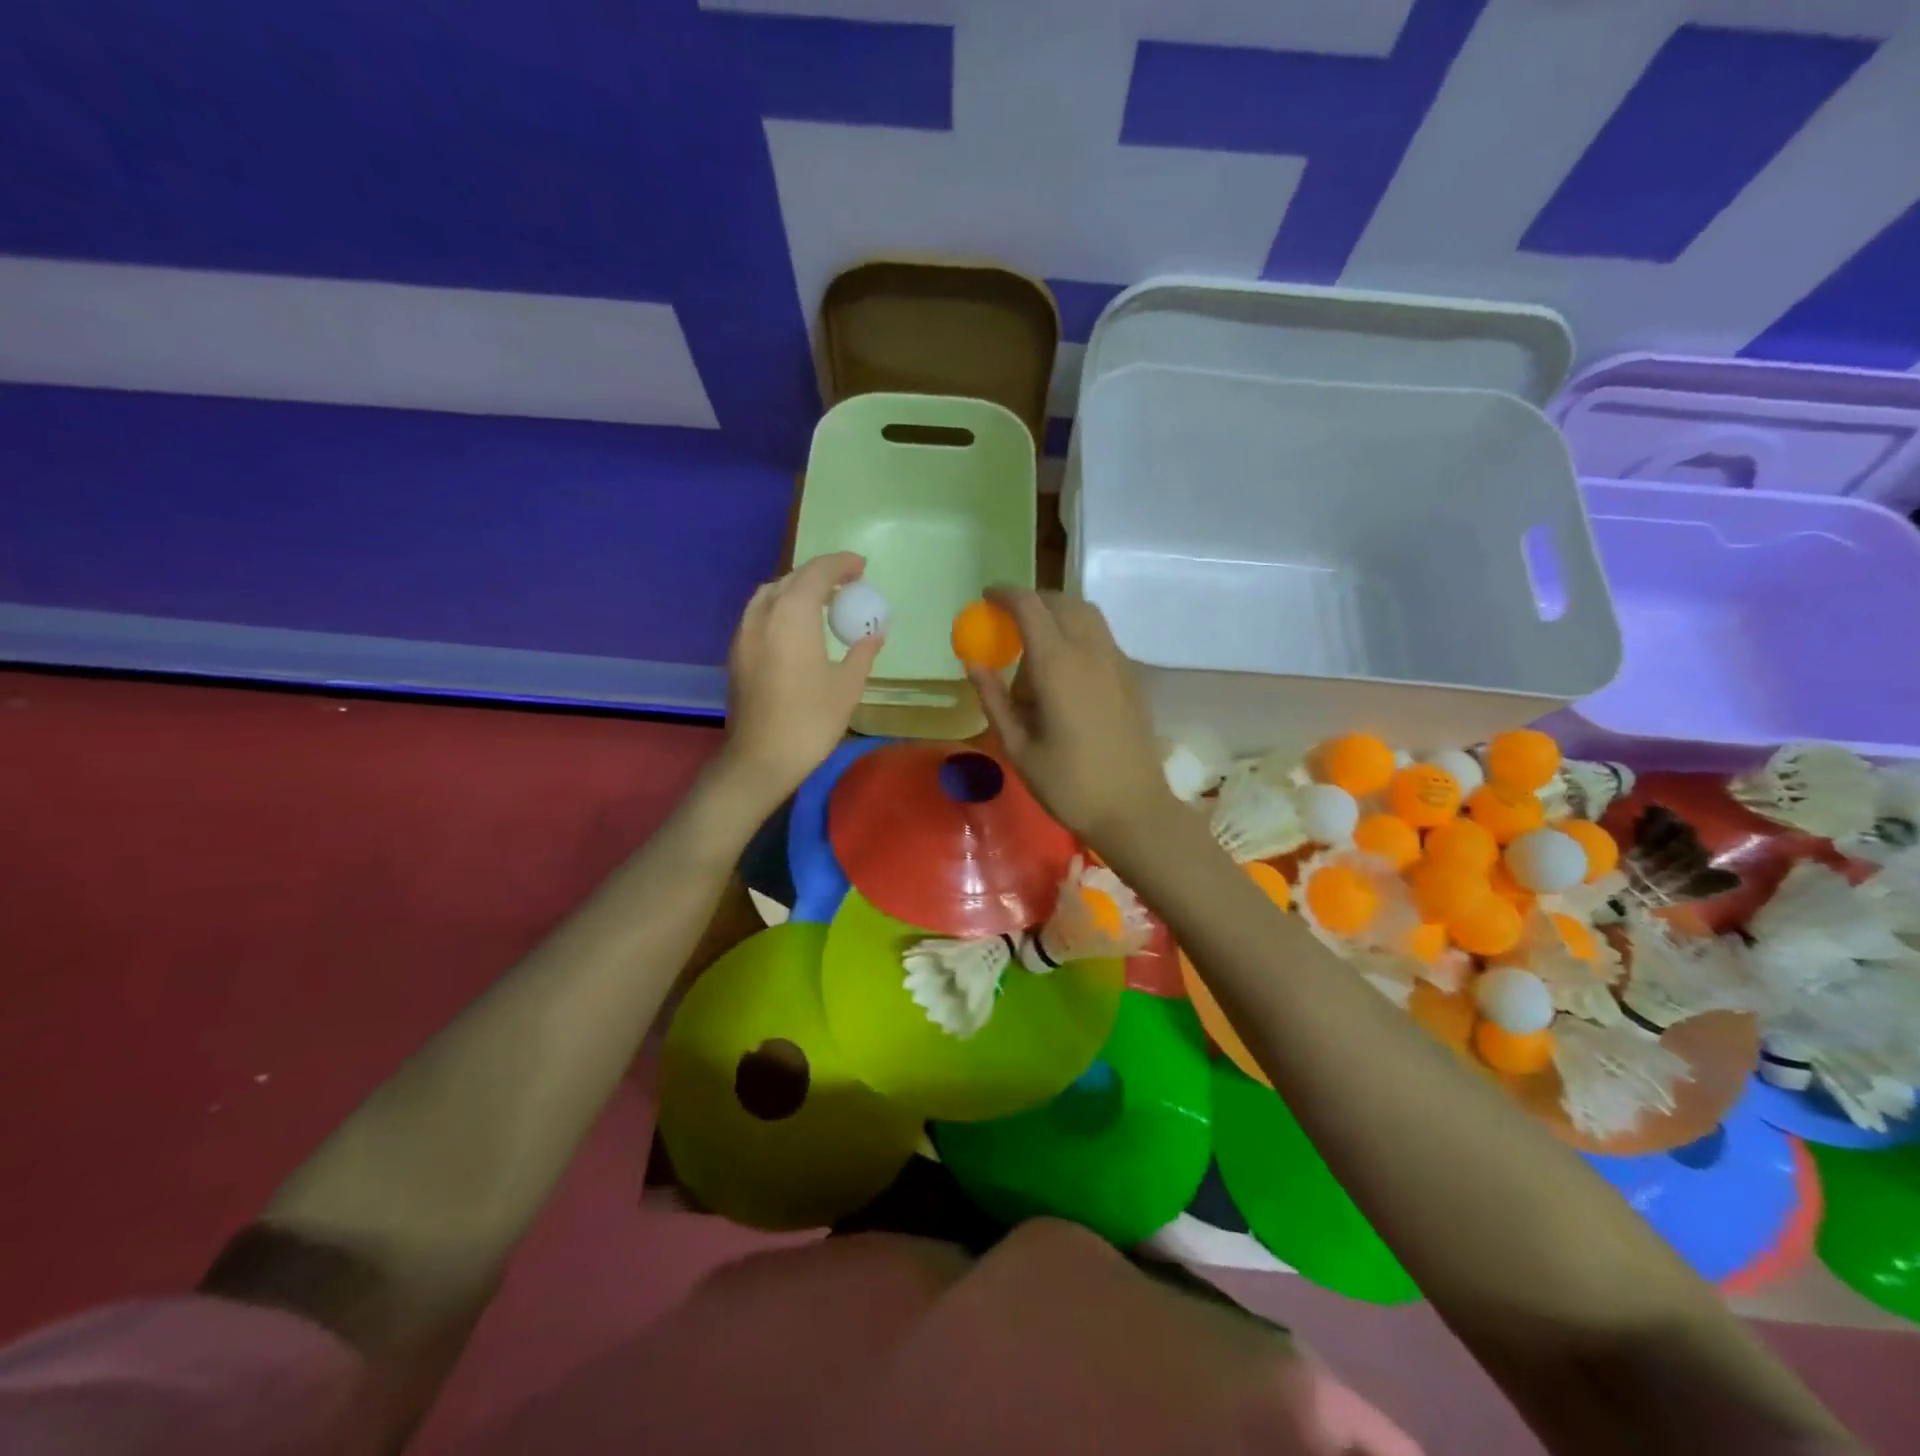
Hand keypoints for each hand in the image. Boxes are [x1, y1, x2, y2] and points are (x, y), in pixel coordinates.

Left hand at [721, 553, 882, 807]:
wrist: (760, 758)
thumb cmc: (810, 720)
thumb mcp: (848, 685)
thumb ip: (862, 652)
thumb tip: (873, 633)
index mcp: (792, 614)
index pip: (817, 573)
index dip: (841, 564)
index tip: (862, 567)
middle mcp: (763, 613)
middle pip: (791, 579)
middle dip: (820, 575)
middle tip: (847, 585)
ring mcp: (744, 632)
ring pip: (771, 594)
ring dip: (797, 590)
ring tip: (822, 603)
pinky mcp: (736, 652)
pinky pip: (760, 614)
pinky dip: (781, 609)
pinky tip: (797, 629)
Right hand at [968, 588, 1172, 846]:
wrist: (1134, 808)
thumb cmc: (1069, 784)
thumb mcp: (1019, 747)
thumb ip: (994, 699)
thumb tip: (973, 663)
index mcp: (1058, 666)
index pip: (1030, 607)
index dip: (1006, 595)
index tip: (986, 597)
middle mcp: (1091, 652)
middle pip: (1062, 602)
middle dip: (1033, 601)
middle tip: (1009, 622)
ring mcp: (1117, 662)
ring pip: (1087, 615)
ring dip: (1058, 615)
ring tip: (1036, 647)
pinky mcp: (1132, 677)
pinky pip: (1101, 637)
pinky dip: (1078, 634)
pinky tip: (1065, 671)